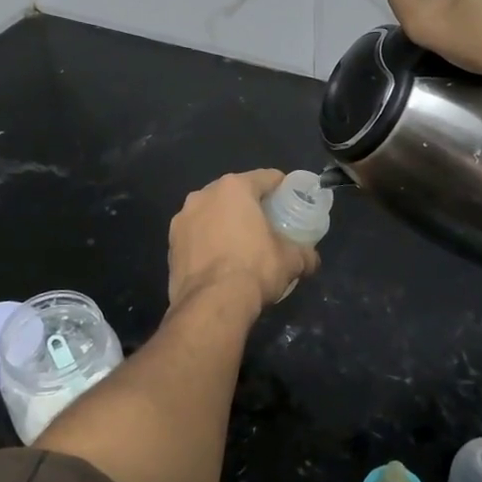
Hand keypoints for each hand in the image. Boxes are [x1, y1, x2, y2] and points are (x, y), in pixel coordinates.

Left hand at [167, 170, 318, 310]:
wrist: (211, 304)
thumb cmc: (254, 269)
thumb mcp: (290, 260)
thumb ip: (304, 253)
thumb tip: (311, 259)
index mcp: (234, 188)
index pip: (266, 177)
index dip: (282, 187)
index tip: (291, 200)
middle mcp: (204, 195)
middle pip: (234, 193)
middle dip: (250, 205)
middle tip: (267, 224)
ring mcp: (182, 219)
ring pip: (211, 213)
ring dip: (224, 223)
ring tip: (240, 245)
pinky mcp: (170, 244)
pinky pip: (196, 236)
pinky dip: (207, 242)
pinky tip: (219, 262)